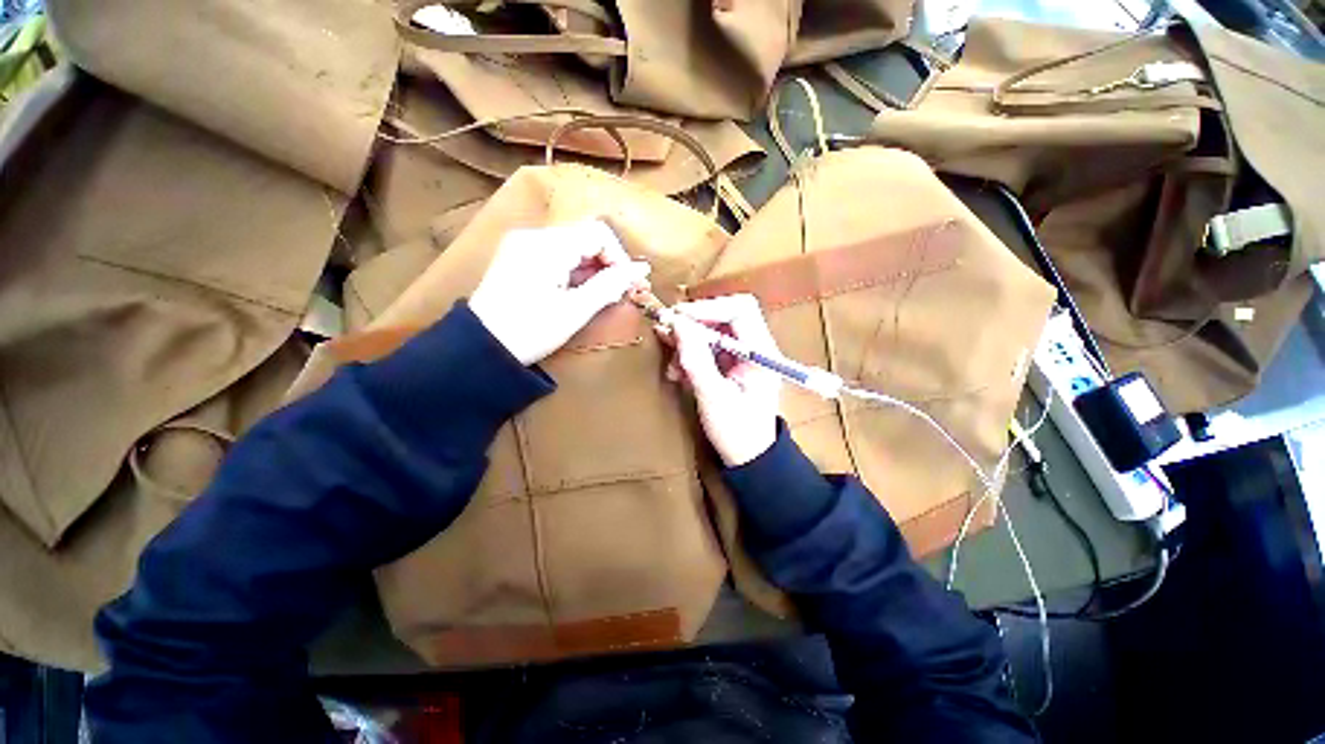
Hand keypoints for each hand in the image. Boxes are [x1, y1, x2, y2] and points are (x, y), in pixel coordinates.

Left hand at [470, 219, 650, 365]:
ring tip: (604, 295)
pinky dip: (574, 271)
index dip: (619, 257)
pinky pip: (557, 255)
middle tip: (622, 292)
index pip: (599, 233)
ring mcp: (523, 244)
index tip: (627, 285)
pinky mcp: (518, 257)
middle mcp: (534, 235)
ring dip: (593, 269)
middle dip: (608, 264)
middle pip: (586, 237)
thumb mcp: (575, 310)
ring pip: (573, 247)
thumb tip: (642, 269)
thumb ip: (610, 285)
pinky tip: (580, 292)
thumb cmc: (531, 331)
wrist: (480, 347)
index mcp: (548, 245)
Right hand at [659, 295, 780, 466]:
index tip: (678, 317)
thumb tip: (677, 324)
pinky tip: (678, 371)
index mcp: (762, 353)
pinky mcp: (732, 364)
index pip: (740, 310)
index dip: (708, 308)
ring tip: (672, 362)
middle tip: (668, 331)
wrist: (750, 457)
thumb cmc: (737, 432)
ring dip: (689, 340)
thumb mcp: (713, 397)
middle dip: (695, 322)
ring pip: (715, 330)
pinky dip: (691, 353)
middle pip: (726, 315)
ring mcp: (744, 355)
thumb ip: (696, 359)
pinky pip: (710, 347)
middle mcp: (756, 347)